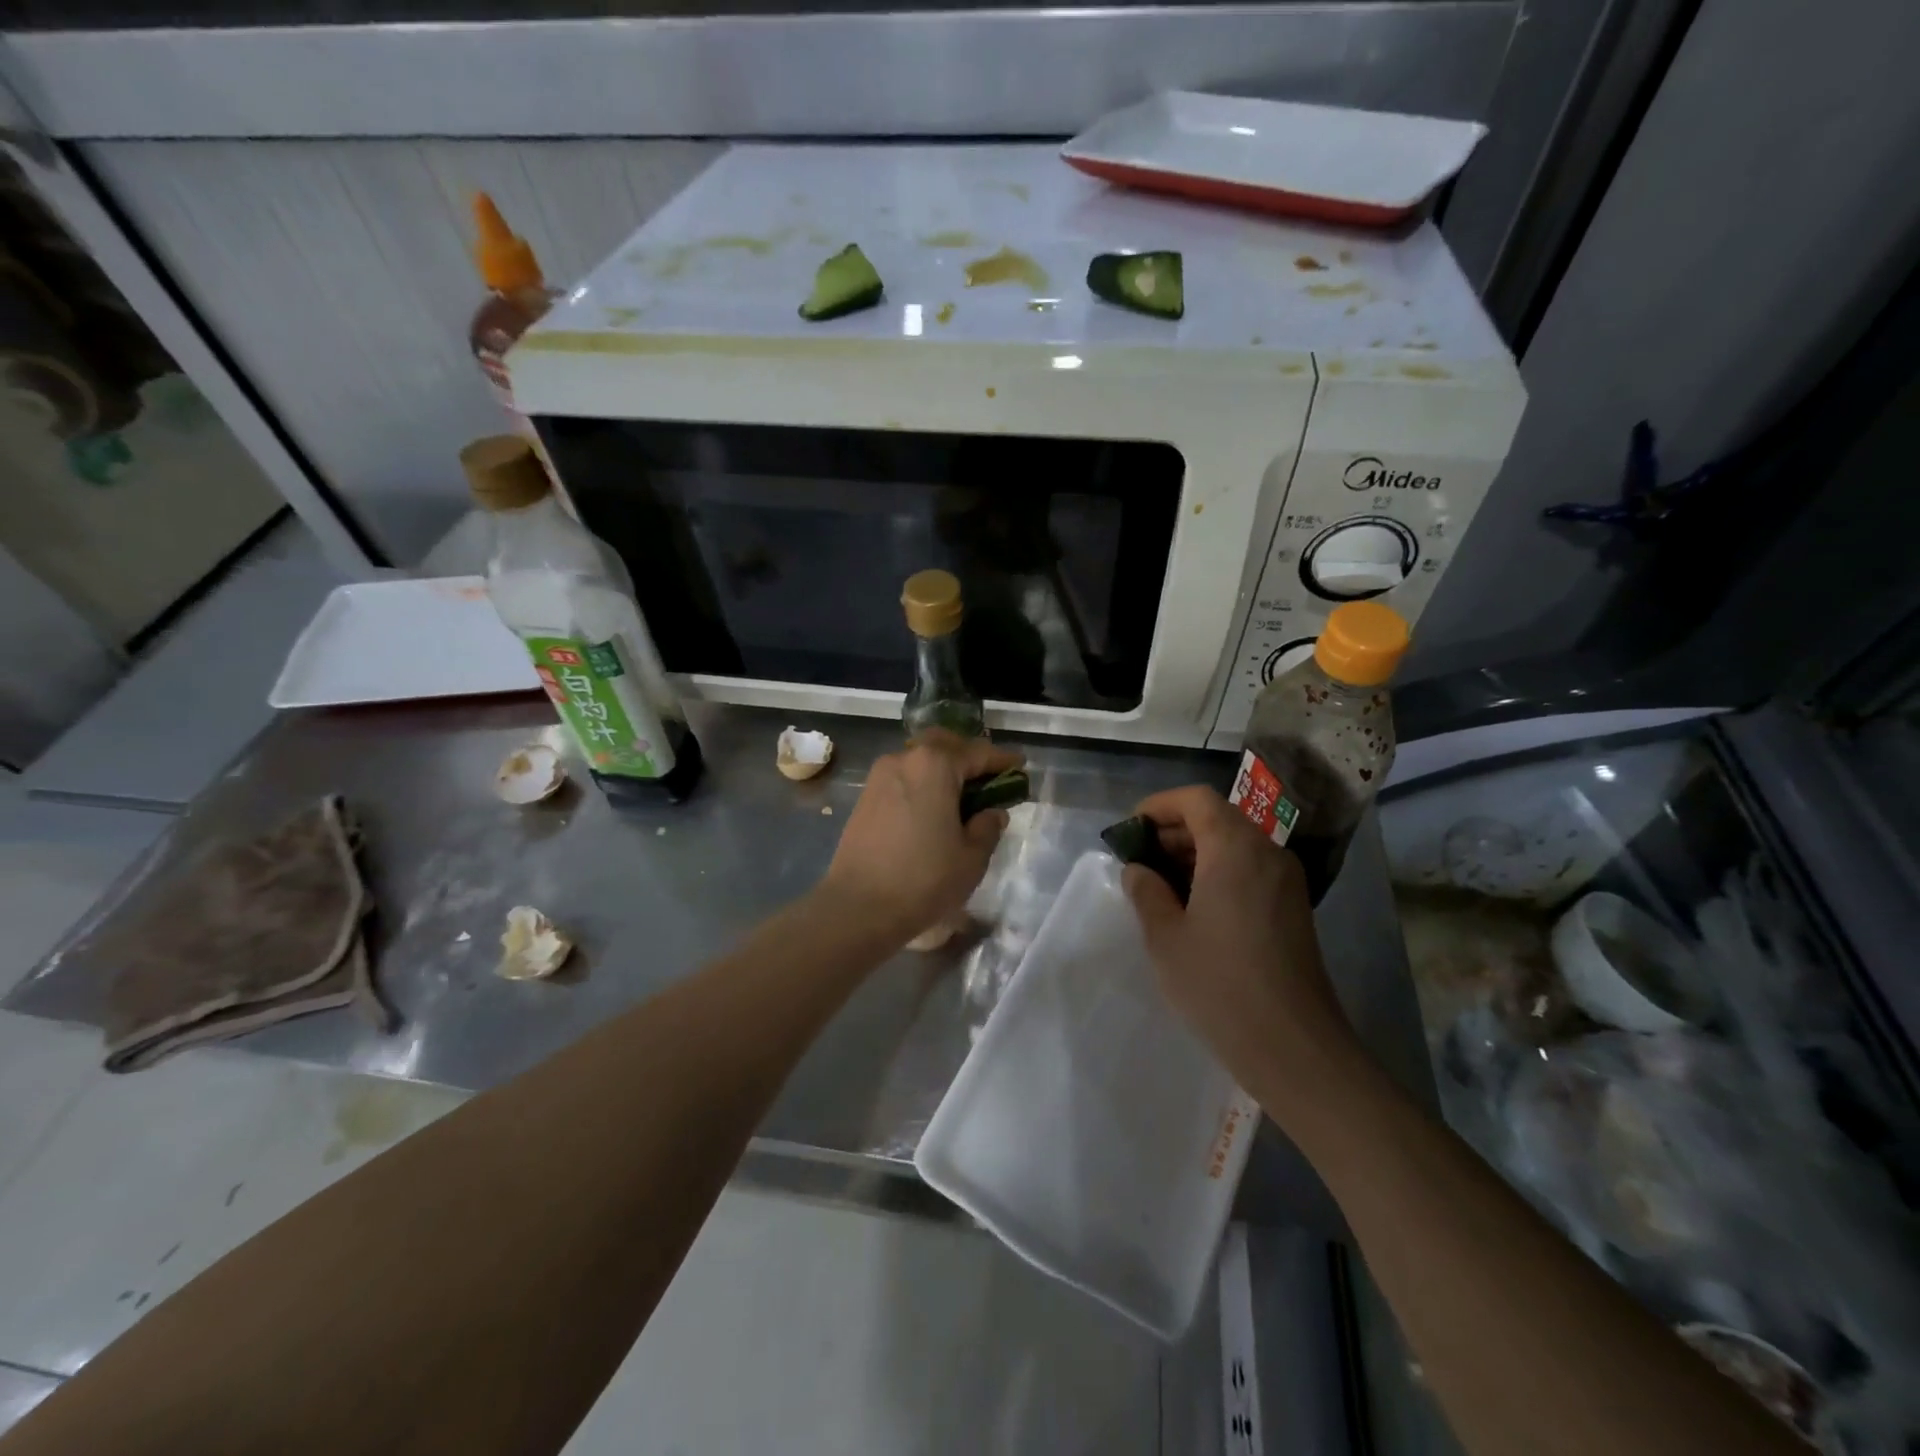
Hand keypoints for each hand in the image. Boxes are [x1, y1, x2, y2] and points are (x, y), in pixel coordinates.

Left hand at [821, 731, 1022, 943]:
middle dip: (968, 756)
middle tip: (988, 777)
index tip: (1020, 765)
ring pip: (919, 760)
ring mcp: (879, 777)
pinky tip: (933, 809)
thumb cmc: (924, 879)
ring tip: (962, 796)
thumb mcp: (971, 857)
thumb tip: (991, 813)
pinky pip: (903, 779)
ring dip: (943, 770)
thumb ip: (987, 827)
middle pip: (943, 745)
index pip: (977, 752)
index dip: (1002, 759)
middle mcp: (904, 759)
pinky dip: (923, 784)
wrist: (858, 907)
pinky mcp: (865, 798)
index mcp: (935, 765)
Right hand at [1123, 786, 1357, 1094]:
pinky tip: (1194, 908)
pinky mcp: (1294, 908)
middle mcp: (1267, 852)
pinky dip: (1218, 872)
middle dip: (1173, 830)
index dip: (1158, 806)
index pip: (1195, 799)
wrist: (1294, 1047)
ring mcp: (1286, 881)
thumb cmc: (1220, 984)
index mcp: (1234, 848)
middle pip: (1217, 817)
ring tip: (1160, 887)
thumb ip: (1146, 891)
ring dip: (1195, 853)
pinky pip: (1250, 869)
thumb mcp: (1165, 936)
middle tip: (1139, 862)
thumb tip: (1139, 870)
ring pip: (1234, 844)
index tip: (1129, 831)